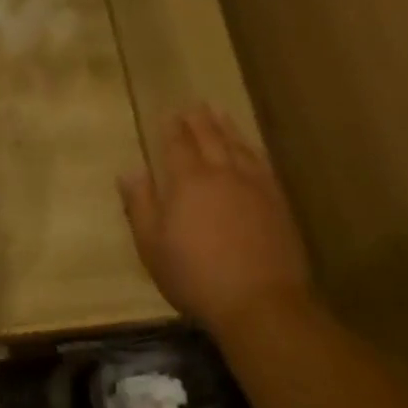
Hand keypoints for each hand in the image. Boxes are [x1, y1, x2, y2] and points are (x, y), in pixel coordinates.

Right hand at [118, 105, 312, 333]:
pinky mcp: (277, 203)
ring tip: (220, 113)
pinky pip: (262, 164)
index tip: (169, 113)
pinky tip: (250, 149)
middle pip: (210, 139)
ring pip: (238, 146)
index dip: (172, 128)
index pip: (177, 145)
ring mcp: (254, 187)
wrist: (260, 303)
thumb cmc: (196, 276)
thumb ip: (140, 205)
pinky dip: (252, 149)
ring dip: (227, 127)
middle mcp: (222, 174)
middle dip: (199, 121)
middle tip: (194, 104)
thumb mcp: (152, 245)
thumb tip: (130, 171)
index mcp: (187, 182)